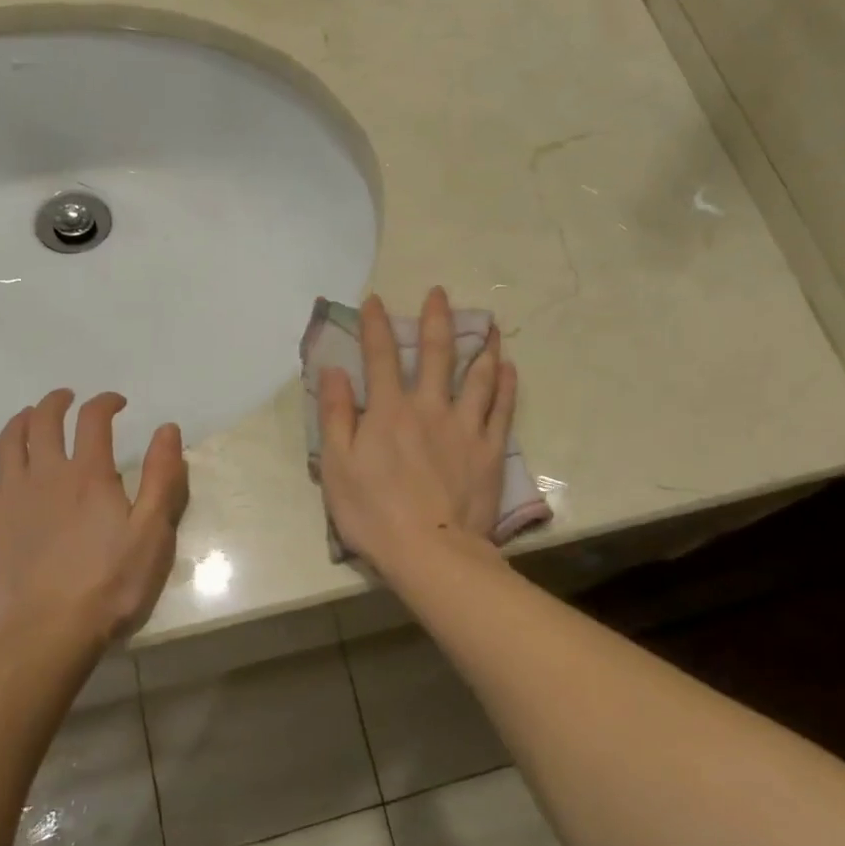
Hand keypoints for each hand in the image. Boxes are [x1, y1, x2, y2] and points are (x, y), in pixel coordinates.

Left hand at [0, 389, 189, 652]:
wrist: (48, 631)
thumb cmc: (111, 584)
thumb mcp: (153, 532)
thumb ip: (162, 477)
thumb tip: (167, 428)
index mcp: (89, 475)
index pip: (94, 419)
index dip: (106, 402)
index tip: (117, 402)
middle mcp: (46, 474)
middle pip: (44, 421)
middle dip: (57, 402)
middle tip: (67, 399)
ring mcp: (10, 497)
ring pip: (9, 442)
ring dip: (21, 420)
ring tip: (30, 415)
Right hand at [317, 287, 516, 574]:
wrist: (429, 551)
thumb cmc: (373, 512)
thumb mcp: (337, 465)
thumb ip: (336, 415)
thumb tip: (335, 371)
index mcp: (388, 411)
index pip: (380, 356)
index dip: (376, 325)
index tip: (376, 300)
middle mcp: (429, 408)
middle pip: (435, 354)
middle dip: (436, 319)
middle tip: (440, 294)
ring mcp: (464, 427)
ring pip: (477, 376)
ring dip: (482, 346)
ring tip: (490, 324)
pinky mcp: (489, 450)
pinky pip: (501, 409)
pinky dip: (506, 385)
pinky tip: (508, 368)